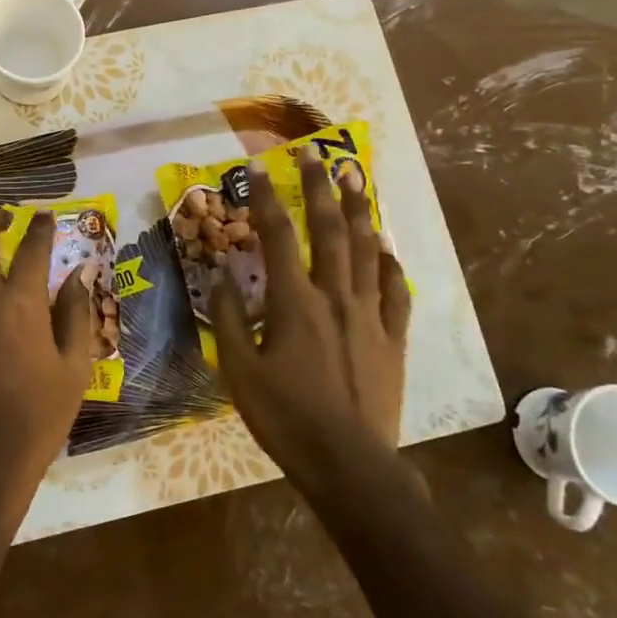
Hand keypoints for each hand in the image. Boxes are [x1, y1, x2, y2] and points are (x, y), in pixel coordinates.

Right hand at [210, 145, 413, 492]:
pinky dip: (389, 262)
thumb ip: (231, 318)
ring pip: (365, 250)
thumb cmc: (286, 418)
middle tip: (314, 154)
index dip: (265, 198)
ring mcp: (369, 315)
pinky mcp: (392, 337)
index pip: (277, 236)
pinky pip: (394, 290)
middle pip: (328, 230)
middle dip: (319, 187)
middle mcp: (335, 296)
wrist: (349, 463)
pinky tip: (385, 246)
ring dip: (358, 210)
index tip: (256, 167)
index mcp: (294, 303)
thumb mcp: (239, 372)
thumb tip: (223, 273)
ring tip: (354, 177)